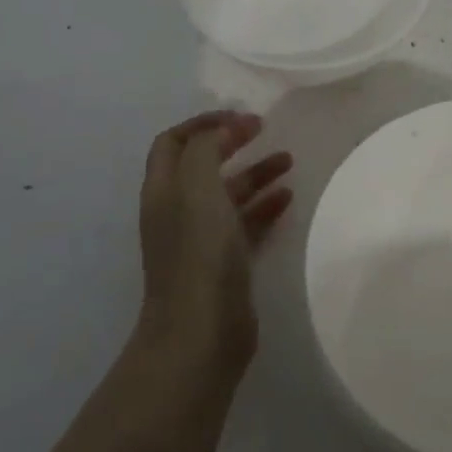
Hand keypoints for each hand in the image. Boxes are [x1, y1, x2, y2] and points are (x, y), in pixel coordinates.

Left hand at [138, 110, 293, 371]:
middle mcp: (177, 210)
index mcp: (163, 190)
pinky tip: (288, 197)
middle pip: (202, 165)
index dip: (203, 123)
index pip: (173, 142)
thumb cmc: (198, 254)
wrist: (201, 334)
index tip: (241, 117)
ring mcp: (200, 239)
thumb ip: (205, 149)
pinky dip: (264, 206)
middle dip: (232, 143)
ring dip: (254, 172)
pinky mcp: (224, 263)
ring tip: (288, 160)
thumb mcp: (197, 189)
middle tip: (265, 130)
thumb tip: (224, 129)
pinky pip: (245, 224)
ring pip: (227, 194)